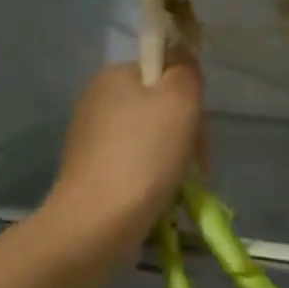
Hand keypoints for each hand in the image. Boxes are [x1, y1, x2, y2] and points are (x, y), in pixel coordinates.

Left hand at [43, 61, 203, 254]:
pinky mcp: (88, 172)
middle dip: (183, 132)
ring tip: (179, 186)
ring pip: (146, 138)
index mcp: (113, 76)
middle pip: (156, 106)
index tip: (200, 128)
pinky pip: (131, 164)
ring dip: (170, 158)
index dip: (189, 97)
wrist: (97, 222)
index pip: (163, 71)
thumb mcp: (180, 100)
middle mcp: (95, 101)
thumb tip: (182, 65)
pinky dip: (149, 177)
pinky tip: (157, 197)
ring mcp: (88, 138)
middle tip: (197, 164)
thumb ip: (186, 72)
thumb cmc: (144, 156)